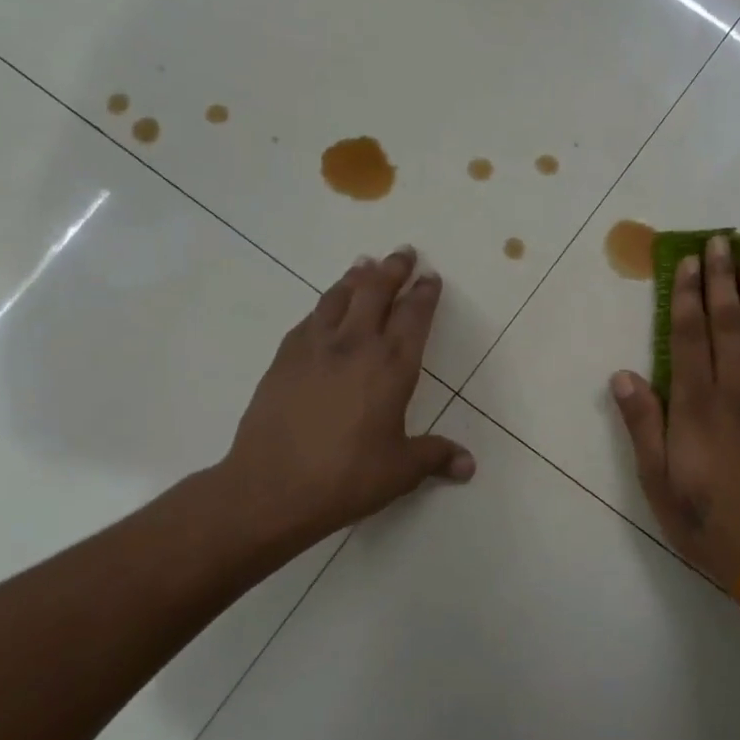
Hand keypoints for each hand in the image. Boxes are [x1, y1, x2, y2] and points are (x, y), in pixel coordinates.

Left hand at [222, 247, 473, 553]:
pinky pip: (310, 318)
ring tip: (365, 264)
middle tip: (403, 252)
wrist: (270, 487)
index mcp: (392, 367)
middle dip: (393, 269)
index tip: (430, 276)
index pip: (413, 317)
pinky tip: (325, 307)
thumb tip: (469, 465)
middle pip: (376, 292)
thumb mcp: (400, 472)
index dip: (424, 294)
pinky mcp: (284, 357)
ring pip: (339, 296)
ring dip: (356, 277)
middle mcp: (356, 345)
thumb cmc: (346, 478)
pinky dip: (324, 304)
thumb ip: (435, 457)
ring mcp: (315, 347)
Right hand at [610, 235, 739, 591]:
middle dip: (722, 281)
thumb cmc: (705, 520)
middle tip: (721, 242)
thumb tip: (623, 374)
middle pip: (729, 325)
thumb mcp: (658, 480)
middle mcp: (736, 392)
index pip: (690, 337)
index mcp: (697, 406)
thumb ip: (643, 424)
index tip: (688, 262)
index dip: (688, 296)